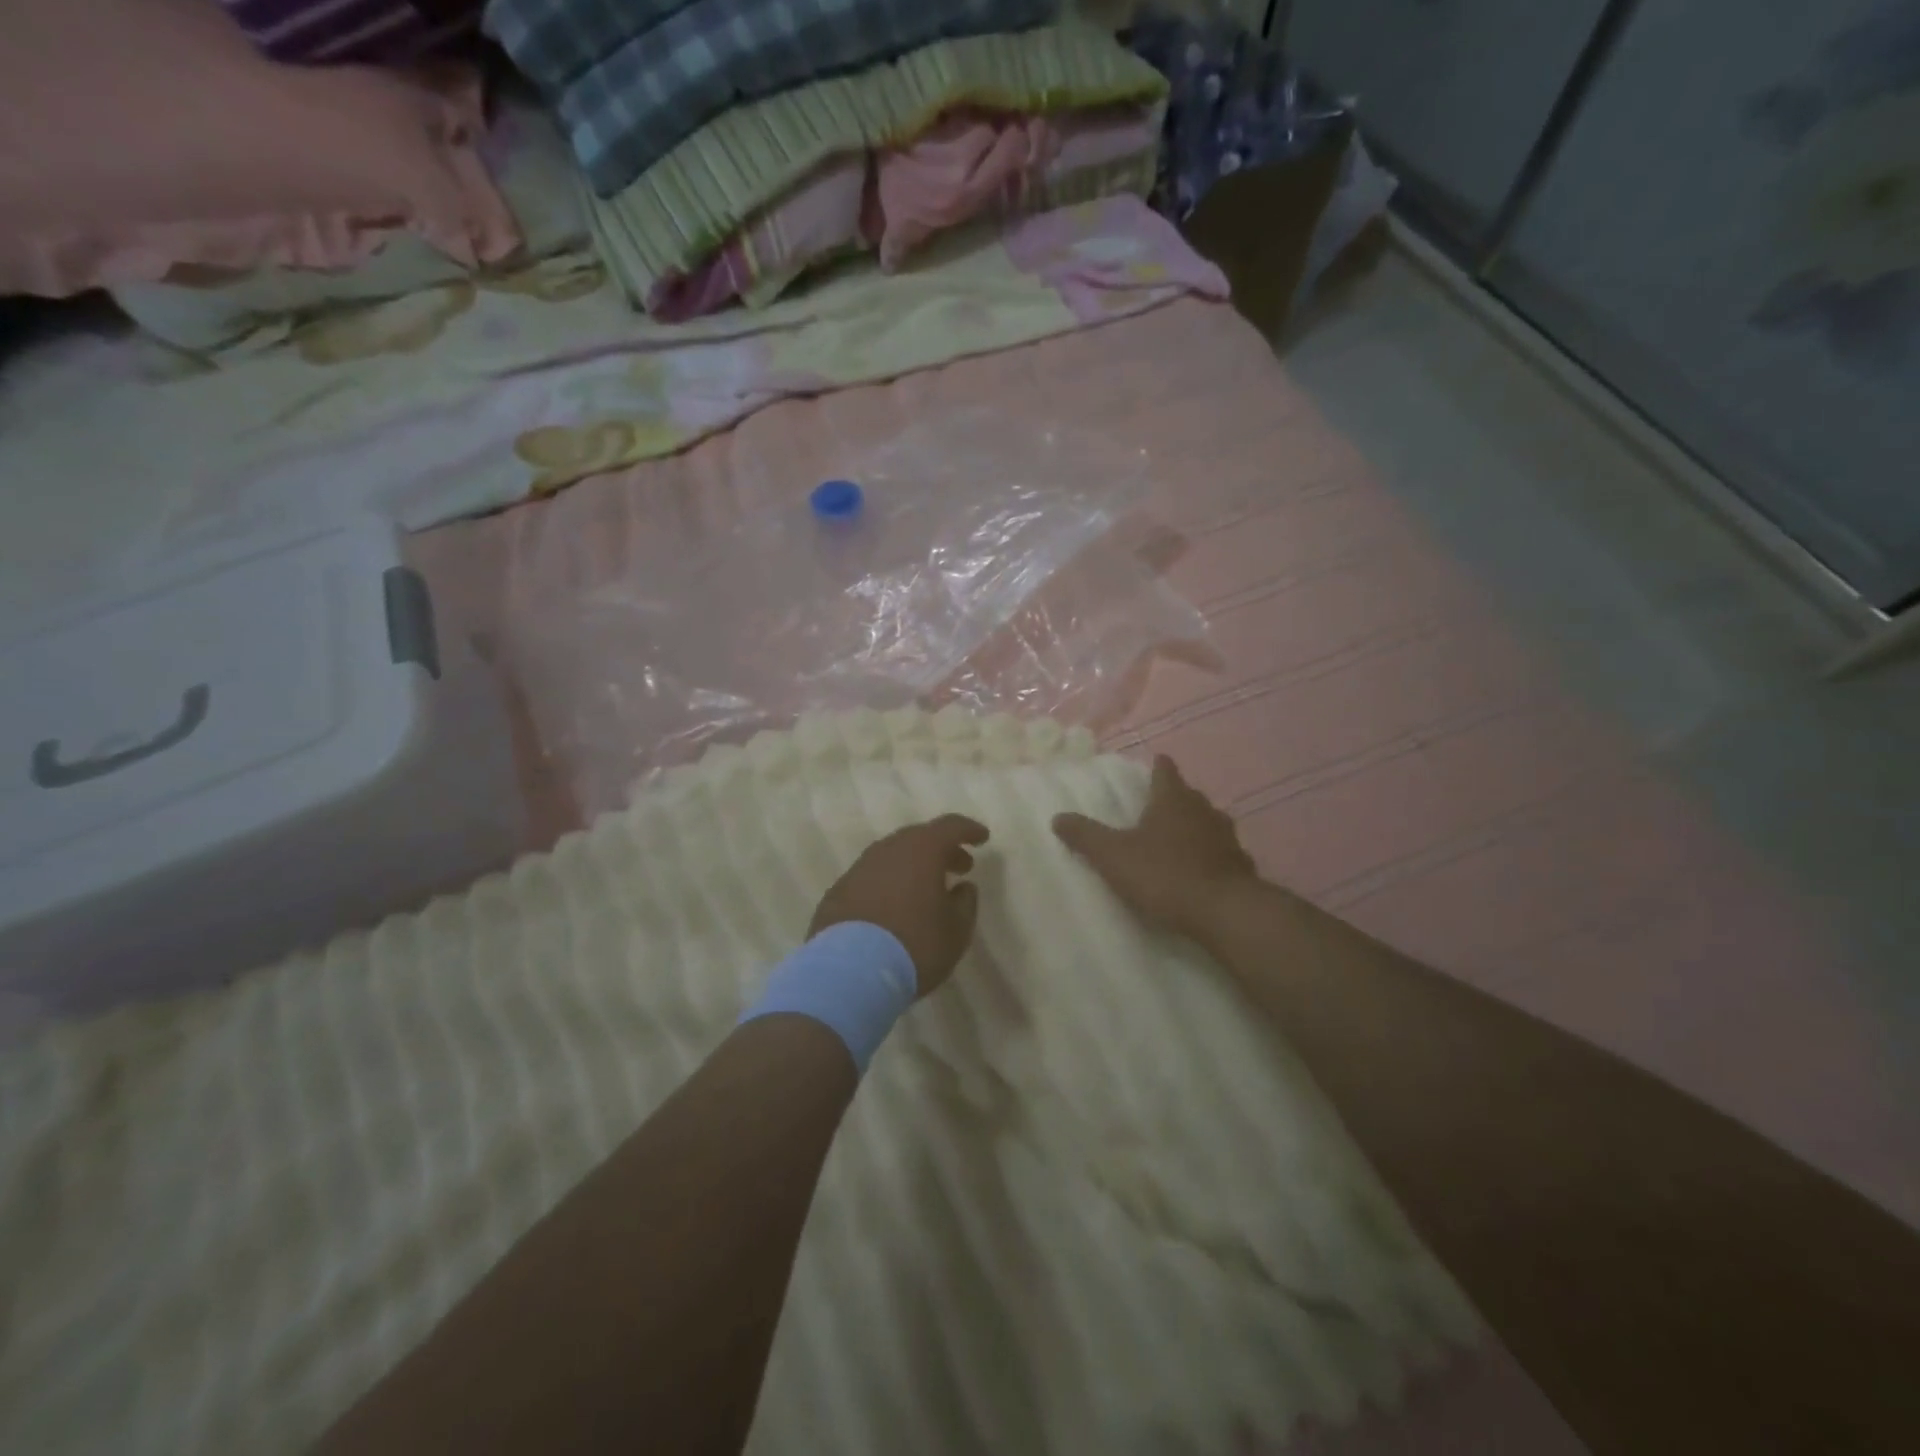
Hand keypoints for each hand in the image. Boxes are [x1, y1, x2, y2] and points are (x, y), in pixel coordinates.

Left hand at [809, 815, 988, 996]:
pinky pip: (871, 879)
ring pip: (892, 857)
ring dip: (912, 867)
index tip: (982, 839)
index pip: (950, 826)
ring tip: (926, 890)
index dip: (969, 830)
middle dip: (941, 849)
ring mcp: (858, 869)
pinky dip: (887, 885)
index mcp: (921, 850)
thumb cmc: (915, 945)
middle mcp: (887, 850)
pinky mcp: (837, 892)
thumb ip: (965, 903)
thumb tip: (962, 887)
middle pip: (918, 838)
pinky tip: (893, 908)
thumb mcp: (956, 930)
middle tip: (959, 867)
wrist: (849, 972)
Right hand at [1053, 755, 1258, 940]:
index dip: (1158, 767)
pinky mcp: (1241, 866)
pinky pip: (1222, 853)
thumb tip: (1058, 817)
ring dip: (1194, 827)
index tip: (1155, 763)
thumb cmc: (1164, 874)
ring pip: (1208, 823)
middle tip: (1157, 806)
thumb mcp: (1113, 855)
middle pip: (1188, 796)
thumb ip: (1085, 836)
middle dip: (1174, 798)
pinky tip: (1200, 870)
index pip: (1165, 771)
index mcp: (1172, 800)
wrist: (1223, 911)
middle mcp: (1204, 810)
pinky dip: (1210, 856)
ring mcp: (1227, 838)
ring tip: (1177, 838)